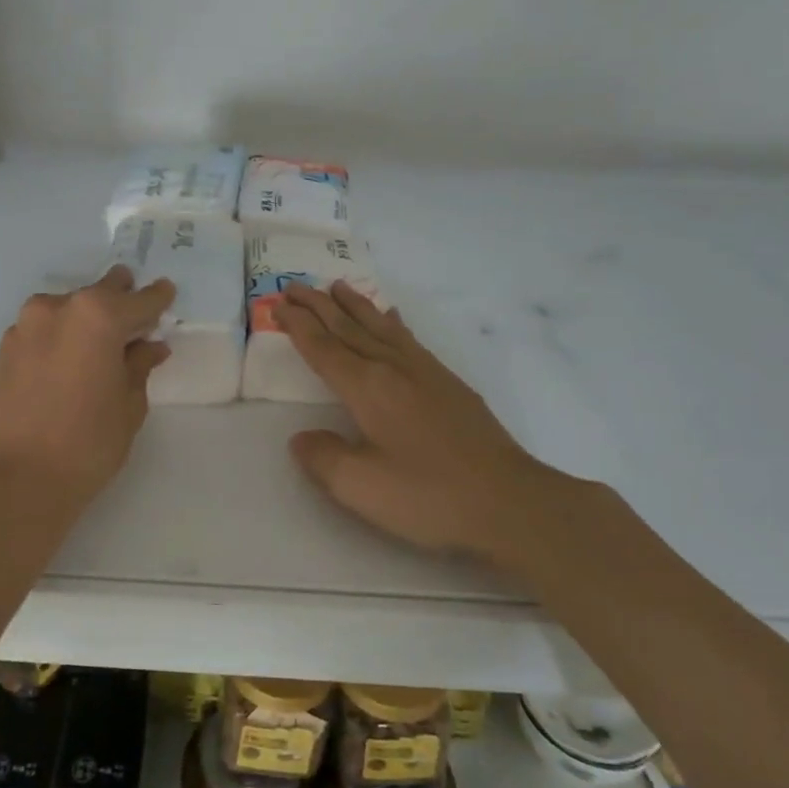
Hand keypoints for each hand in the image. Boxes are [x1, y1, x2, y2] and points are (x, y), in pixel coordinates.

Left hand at [0, 266, 174, 512]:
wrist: (13, 480)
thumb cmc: (86, 444)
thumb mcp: (129, 406)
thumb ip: (139, 366)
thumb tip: (149, 346)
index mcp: (98, 316)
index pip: (139, 299)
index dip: (157, 299)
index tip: (167, 294)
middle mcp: (59, 308)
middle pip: (100, 292)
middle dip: (121, 299)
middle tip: (136, 316)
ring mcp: (26, 325)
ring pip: (69, 308)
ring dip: (88, 318)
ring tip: (101, 345)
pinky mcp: (5, 347)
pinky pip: (45, 328)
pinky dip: (62, 335)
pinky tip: (70, 360)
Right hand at [276, 281, 580, 563]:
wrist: (510, 503)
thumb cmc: (430, 497)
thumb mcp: (361, 487)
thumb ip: (323, 458)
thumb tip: (301, 437)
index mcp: (368, 389)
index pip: (324, 348)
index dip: (298, 325)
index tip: (278, 303)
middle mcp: (393, 369)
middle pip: (348, 328)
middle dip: (318, 306)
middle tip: (293, 284)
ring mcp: (425, 373)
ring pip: (379, 327)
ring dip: (354, 305)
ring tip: (336, 286)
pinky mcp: (449, 384)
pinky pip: (409, 339)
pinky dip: (392, 323)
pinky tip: (392, 318)